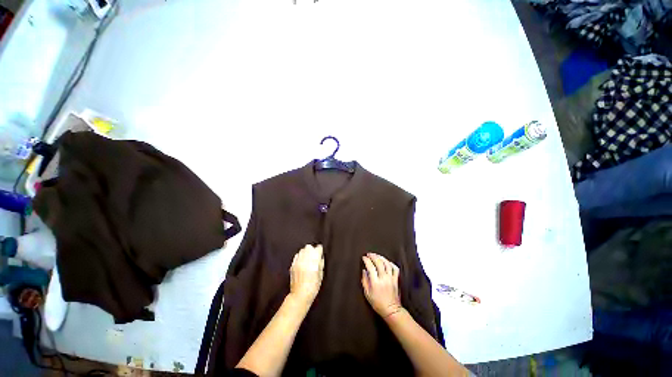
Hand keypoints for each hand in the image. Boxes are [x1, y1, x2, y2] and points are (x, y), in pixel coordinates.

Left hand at [289, 244, 324, 305]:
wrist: (300, 295)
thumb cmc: (313, 286)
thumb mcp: (321, 274)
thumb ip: (321, 263)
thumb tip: (320, 257)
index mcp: (314, 260)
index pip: (318, 248)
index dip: (320, 250)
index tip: (320, 253)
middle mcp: (305, 258)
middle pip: (309, 247)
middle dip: (312, 250)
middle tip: (314, 255)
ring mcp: (298, 261)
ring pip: (302, 250)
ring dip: (305, 252)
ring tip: (308, 258)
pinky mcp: (292, 265)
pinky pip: (296, 256)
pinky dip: (299, 257)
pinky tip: (302, 262)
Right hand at [361, 253, 402, 317]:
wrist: (391, 310)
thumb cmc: (377, 303)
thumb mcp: (367, 294)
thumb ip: (365, 281)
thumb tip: (364, 270)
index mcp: (375, 282)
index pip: (370, 267)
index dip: (366, 260)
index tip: (364, 257)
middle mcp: (383, 278)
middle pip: (378, 262)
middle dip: (373, 256)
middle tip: (369, 254)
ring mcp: (391, 278)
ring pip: (387, 263)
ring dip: (381, 257)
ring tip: (376, 255)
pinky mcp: (396, 280)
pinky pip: (395, 268)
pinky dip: (390, 263)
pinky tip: (387, 261)